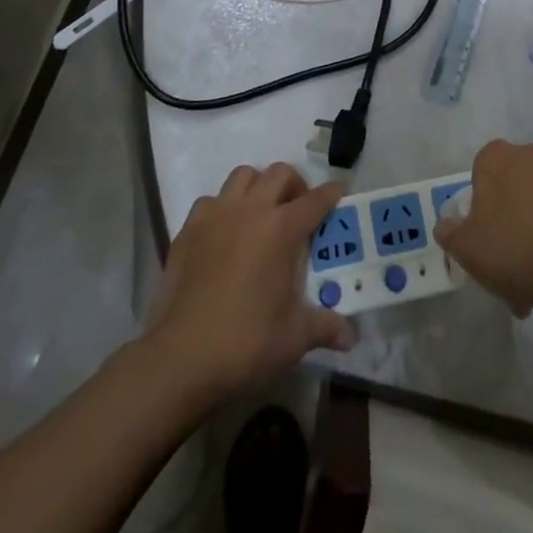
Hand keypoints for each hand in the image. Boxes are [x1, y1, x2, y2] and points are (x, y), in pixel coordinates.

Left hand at [144, 163, 354, 408]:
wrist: (180, 359)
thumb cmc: (245, 343)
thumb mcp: (294, 338)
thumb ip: (325, 327)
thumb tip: (351, 336)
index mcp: (281, 229)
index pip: (316, 199)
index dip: (331, 194)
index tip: (339, 193)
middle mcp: (251, 209)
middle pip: (280, 173)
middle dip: (295, 185)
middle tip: (298, 212)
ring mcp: (216, 215)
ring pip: (243, 176)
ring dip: (258, 187)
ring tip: (261, 215)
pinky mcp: (189, 229)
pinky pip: (211, 200)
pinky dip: (223, 207)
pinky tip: (225, 234)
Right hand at [434, 140, 532, 312]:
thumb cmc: (522, 245)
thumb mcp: (470, 249)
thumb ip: (451, 235)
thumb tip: (446, 224)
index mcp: (495, 157)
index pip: (476, 178)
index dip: (475, 215)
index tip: (481, 248)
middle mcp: (529, 154)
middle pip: (507, 195)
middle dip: (505, 233)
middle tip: (506, 274)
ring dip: (531, 243)